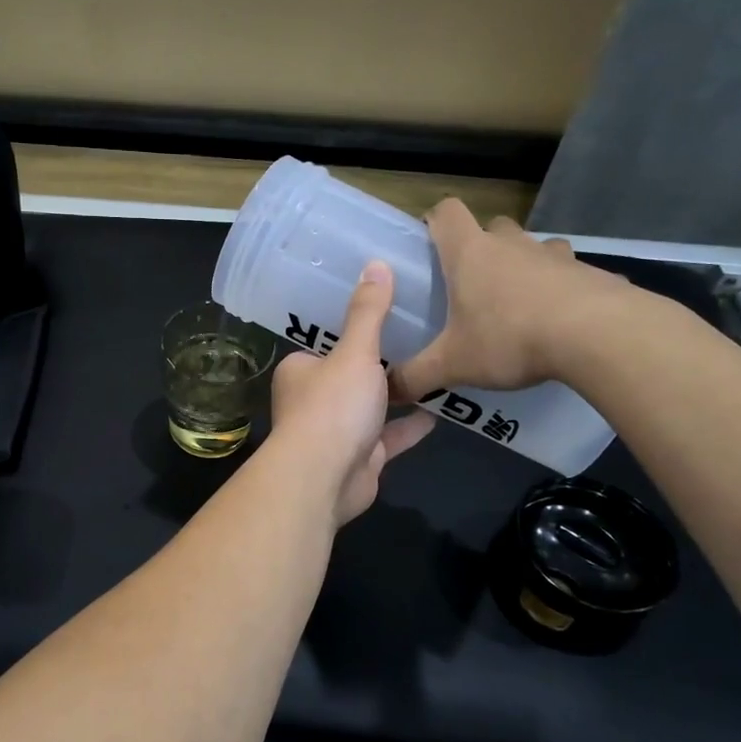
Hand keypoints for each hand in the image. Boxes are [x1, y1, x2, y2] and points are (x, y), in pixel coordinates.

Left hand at [268, 262, 434, 524]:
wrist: (324, 478)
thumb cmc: (333, 406)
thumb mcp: (355, 352)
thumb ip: (368, 312)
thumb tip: (375, 263)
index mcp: (300, 370)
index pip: (326, 343)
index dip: (353, 331)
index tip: (387, 315)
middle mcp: (313, 400)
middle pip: (350, 376)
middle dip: (379, 365)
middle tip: (420, 338)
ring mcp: (336, 432)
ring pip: (370, 408)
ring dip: (397, 396)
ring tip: (435, 370)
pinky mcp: (359, 459)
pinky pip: (387, 438)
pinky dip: (408, 428)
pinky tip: (439, 413)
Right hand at [389, 201, 634, 400]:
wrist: (600, 336)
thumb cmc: (510, 338)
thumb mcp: (452, 365)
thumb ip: (415, 377)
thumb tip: (387, 391)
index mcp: (470, 254)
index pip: (446, 212)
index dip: (435, 221)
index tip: (430, 243)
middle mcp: (512, 245)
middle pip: (492, 226)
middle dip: (482, 248)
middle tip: (473, 285)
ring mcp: (556, 256)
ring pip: (534, 247)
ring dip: (524, 266)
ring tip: (518, 304)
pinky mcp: (592, 273)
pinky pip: (570, 274)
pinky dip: (561, 290)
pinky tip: (560, 323)